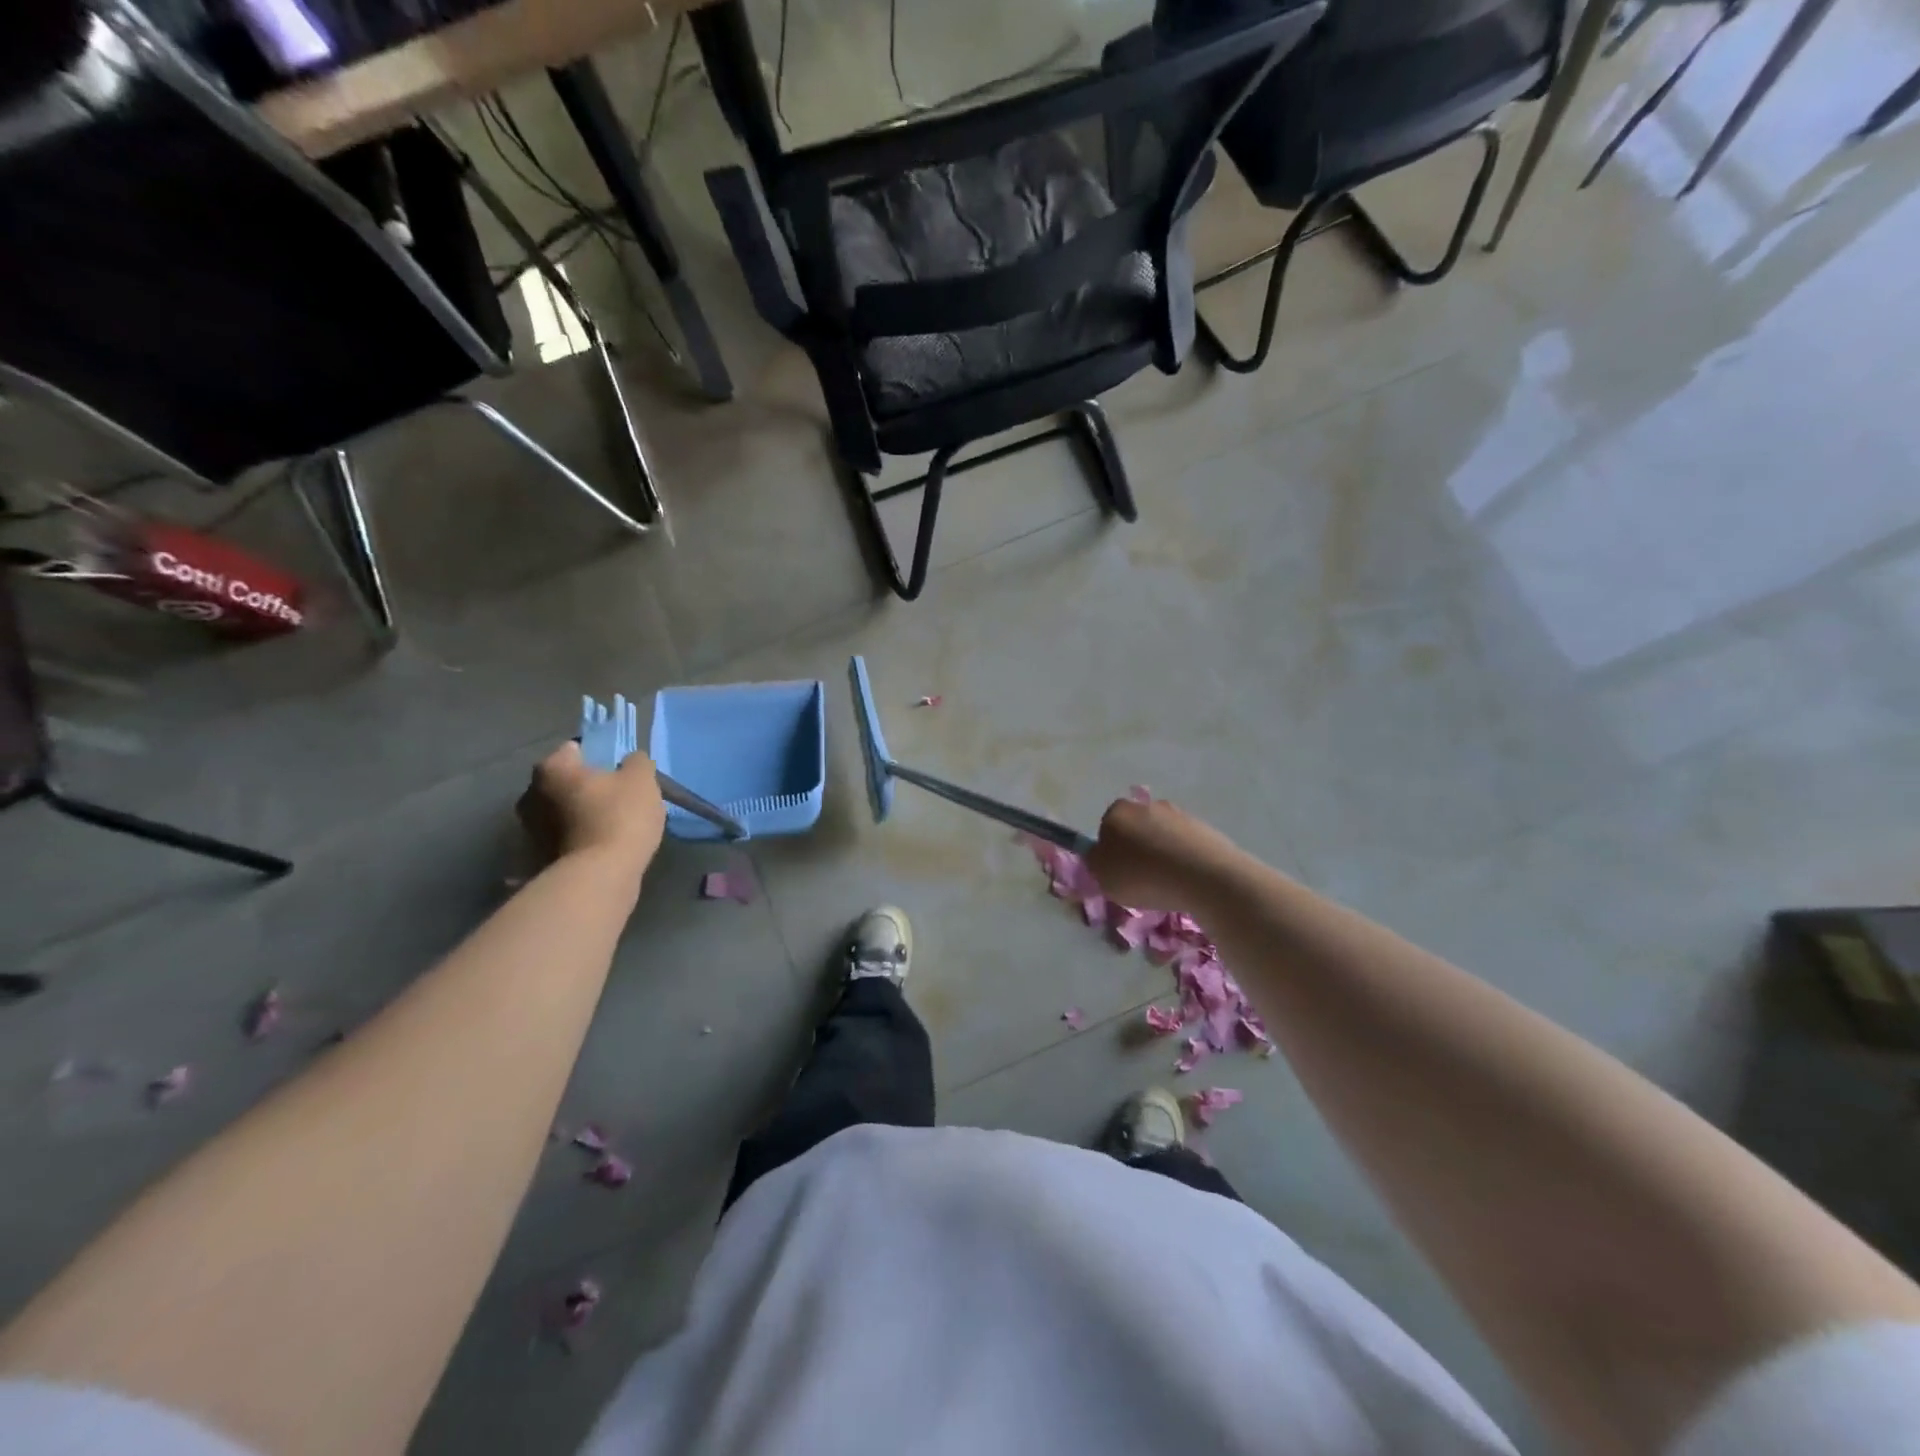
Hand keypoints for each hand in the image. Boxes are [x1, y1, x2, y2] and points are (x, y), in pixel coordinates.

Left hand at [516, 742, 666, 877]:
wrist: (600, 876)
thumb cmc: (619, 817)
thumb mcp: (642, 779)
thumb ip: (636, 762)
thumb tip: (629, 761)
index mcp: (552, 768)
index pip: (575, 749)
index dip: (599, 756)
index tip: (618, 772)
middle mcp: (530, 794)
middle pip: (564, 782)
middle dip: (584, 787)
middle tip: (615, 798)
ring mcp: (529, 829)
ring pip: (560, 811)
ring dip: (578, 815)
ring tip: (608, 826)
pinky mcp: (536, 858)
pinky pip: (561, 838)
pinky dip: (576, 839)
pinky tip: (598, 847)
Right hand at [1085, 795, 1245, 911]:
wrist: (1203, 876)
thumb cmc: (1143, 876)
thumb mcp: (1102, 877)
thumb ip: (1095, 862)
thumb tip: (1099, 854)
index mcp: (1117, 812)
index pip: (1106, 828)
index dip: (1109, 851)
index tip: (1117, 873)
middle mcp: (1146, 805)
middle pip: (1135, 828)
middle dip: (1136, 849)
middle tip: (1140, 879)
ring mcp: (1178, 814)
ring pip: (1161, 836)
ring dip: (1161, 854)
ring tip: (1167, 884)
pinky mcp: (1204, 828)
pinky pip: (1185, 846)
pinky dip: (1183, 860)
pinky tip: (1187, 881)